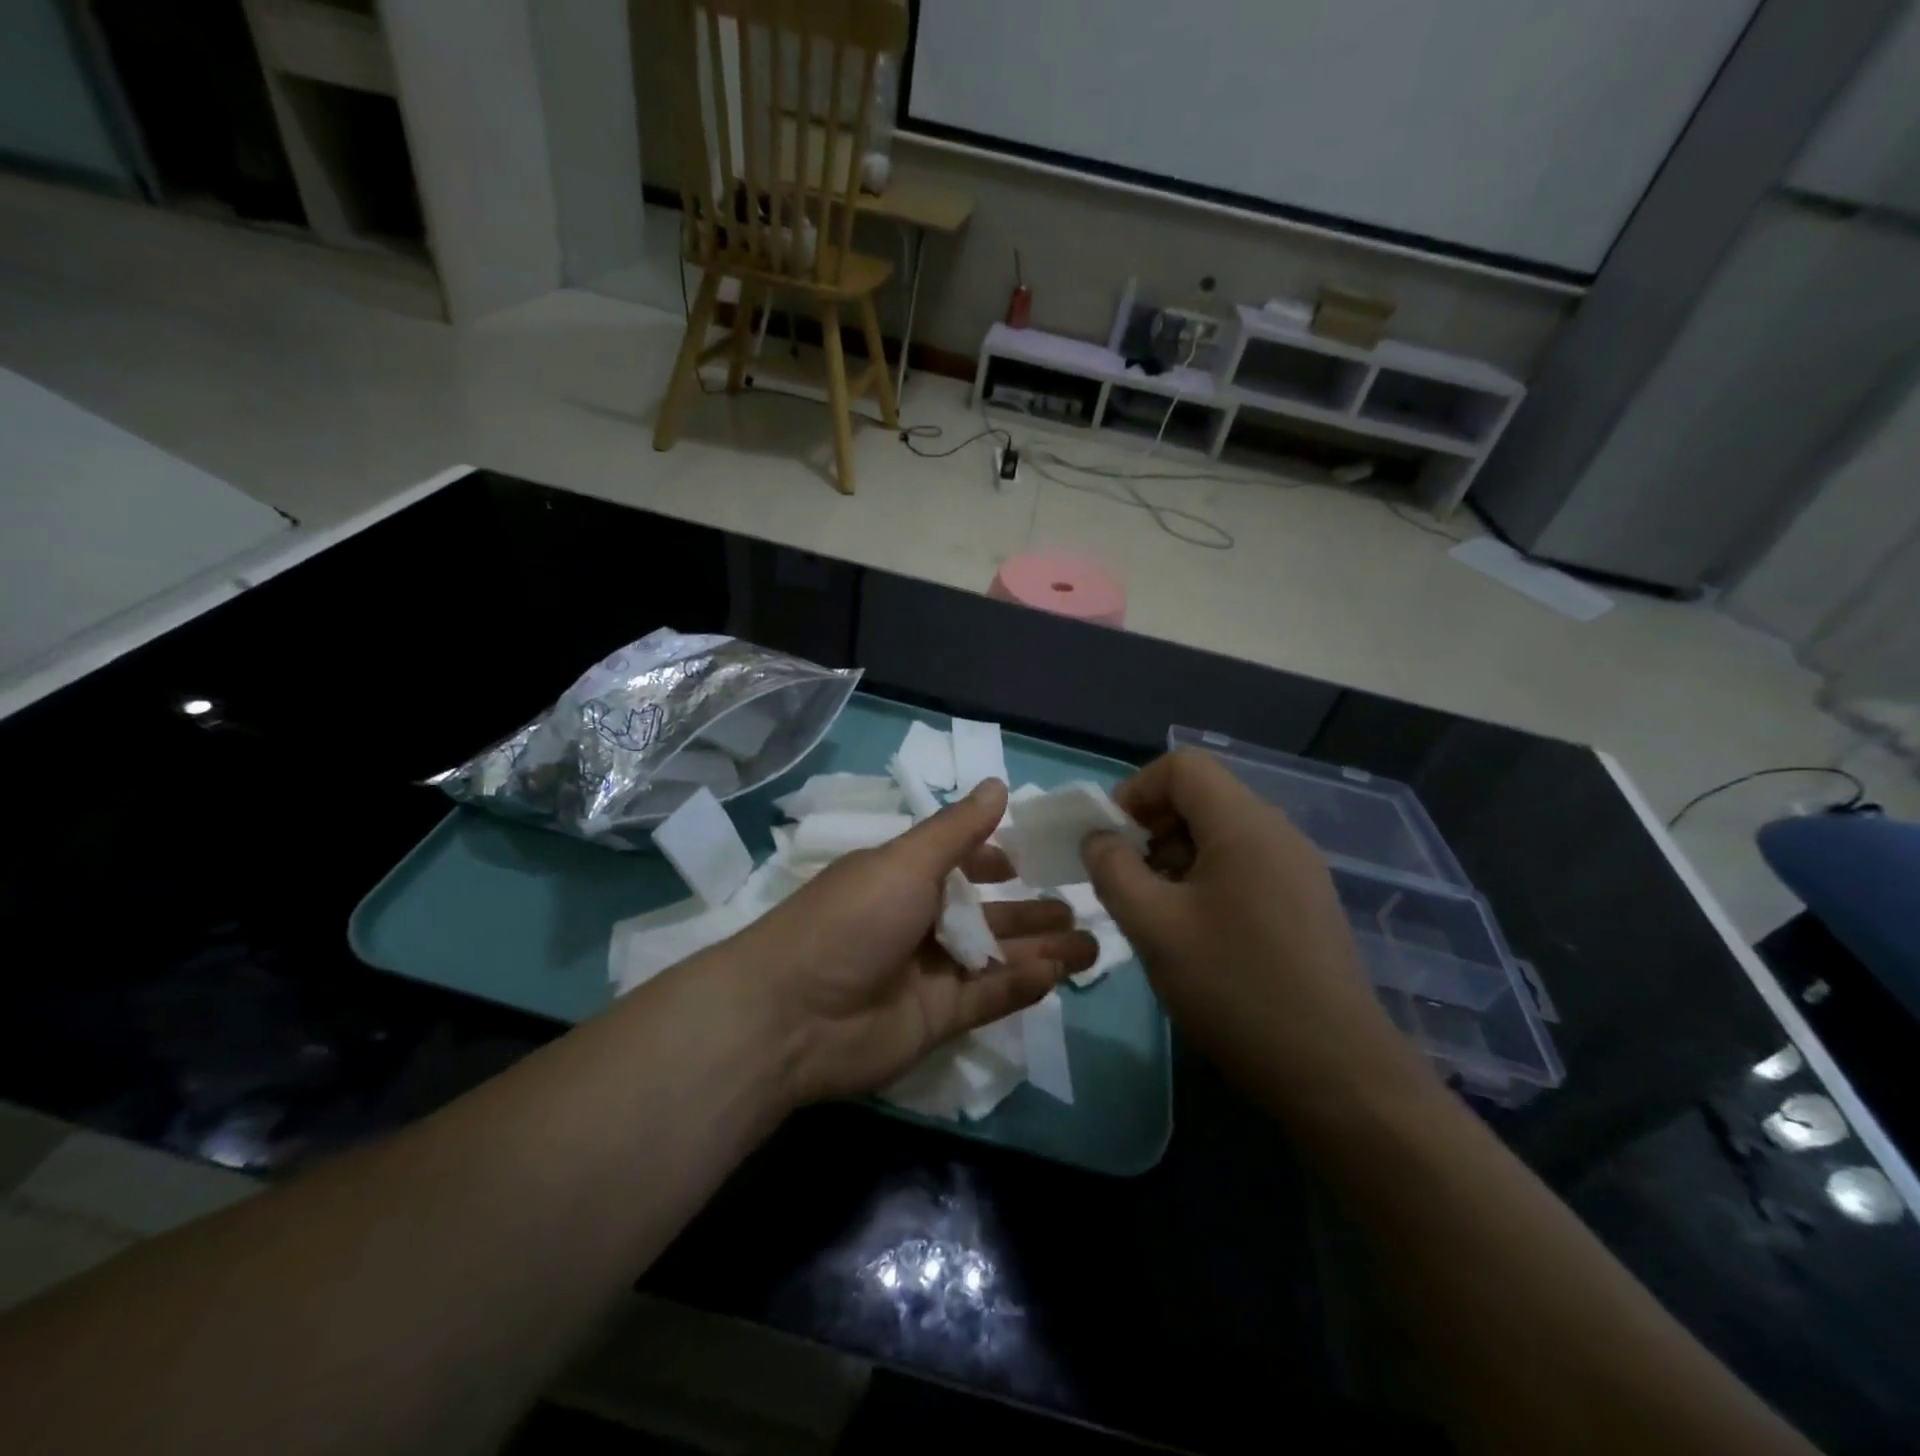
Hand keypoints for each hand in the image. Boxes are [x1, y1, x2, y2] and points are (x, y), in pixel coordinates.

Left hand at [737, 780, 1096, 1104]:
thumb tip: (998, 784)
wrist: (792, 1015)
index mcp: (903, 880)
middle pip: (986, 916)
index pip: (957, 866)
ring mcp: (927, 975)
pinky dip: (1020, 986)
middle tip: (1081, 911)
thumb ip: (958, 830)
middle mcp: (917, 924)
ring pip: (995, 958)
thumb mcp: (906, 862)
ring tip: (1092, 945)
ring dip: (1040, 950)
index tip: (1028, 863)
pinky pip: (987, 998)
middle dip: (1031, 913)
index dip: (992, 863)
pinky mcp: (935, 1021)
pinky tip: (1056, 974)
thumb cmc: (852, 918)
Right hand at [1081, 749, 1429, 1107]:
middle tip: (1126, 877)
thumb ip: (1113, 870)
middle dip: (1152, 825)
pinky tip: (1195, 931)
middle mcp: (1278, 833)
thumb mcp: (1153, 926)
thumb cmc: (1235, 988)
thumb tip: (1099, 839)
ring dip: (1176, 854)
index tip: (1110, 840)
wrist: (1336, 1074)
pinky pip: (1245, 865)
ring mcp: (1298, 868)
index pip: (1182, 766)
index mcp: (1245, 825)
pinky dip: (1206, 878)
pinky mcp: (1306, 903)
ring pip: (1222, 833)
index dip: (1135, 790)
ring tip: (1155, 908)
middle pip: (1203, 796)